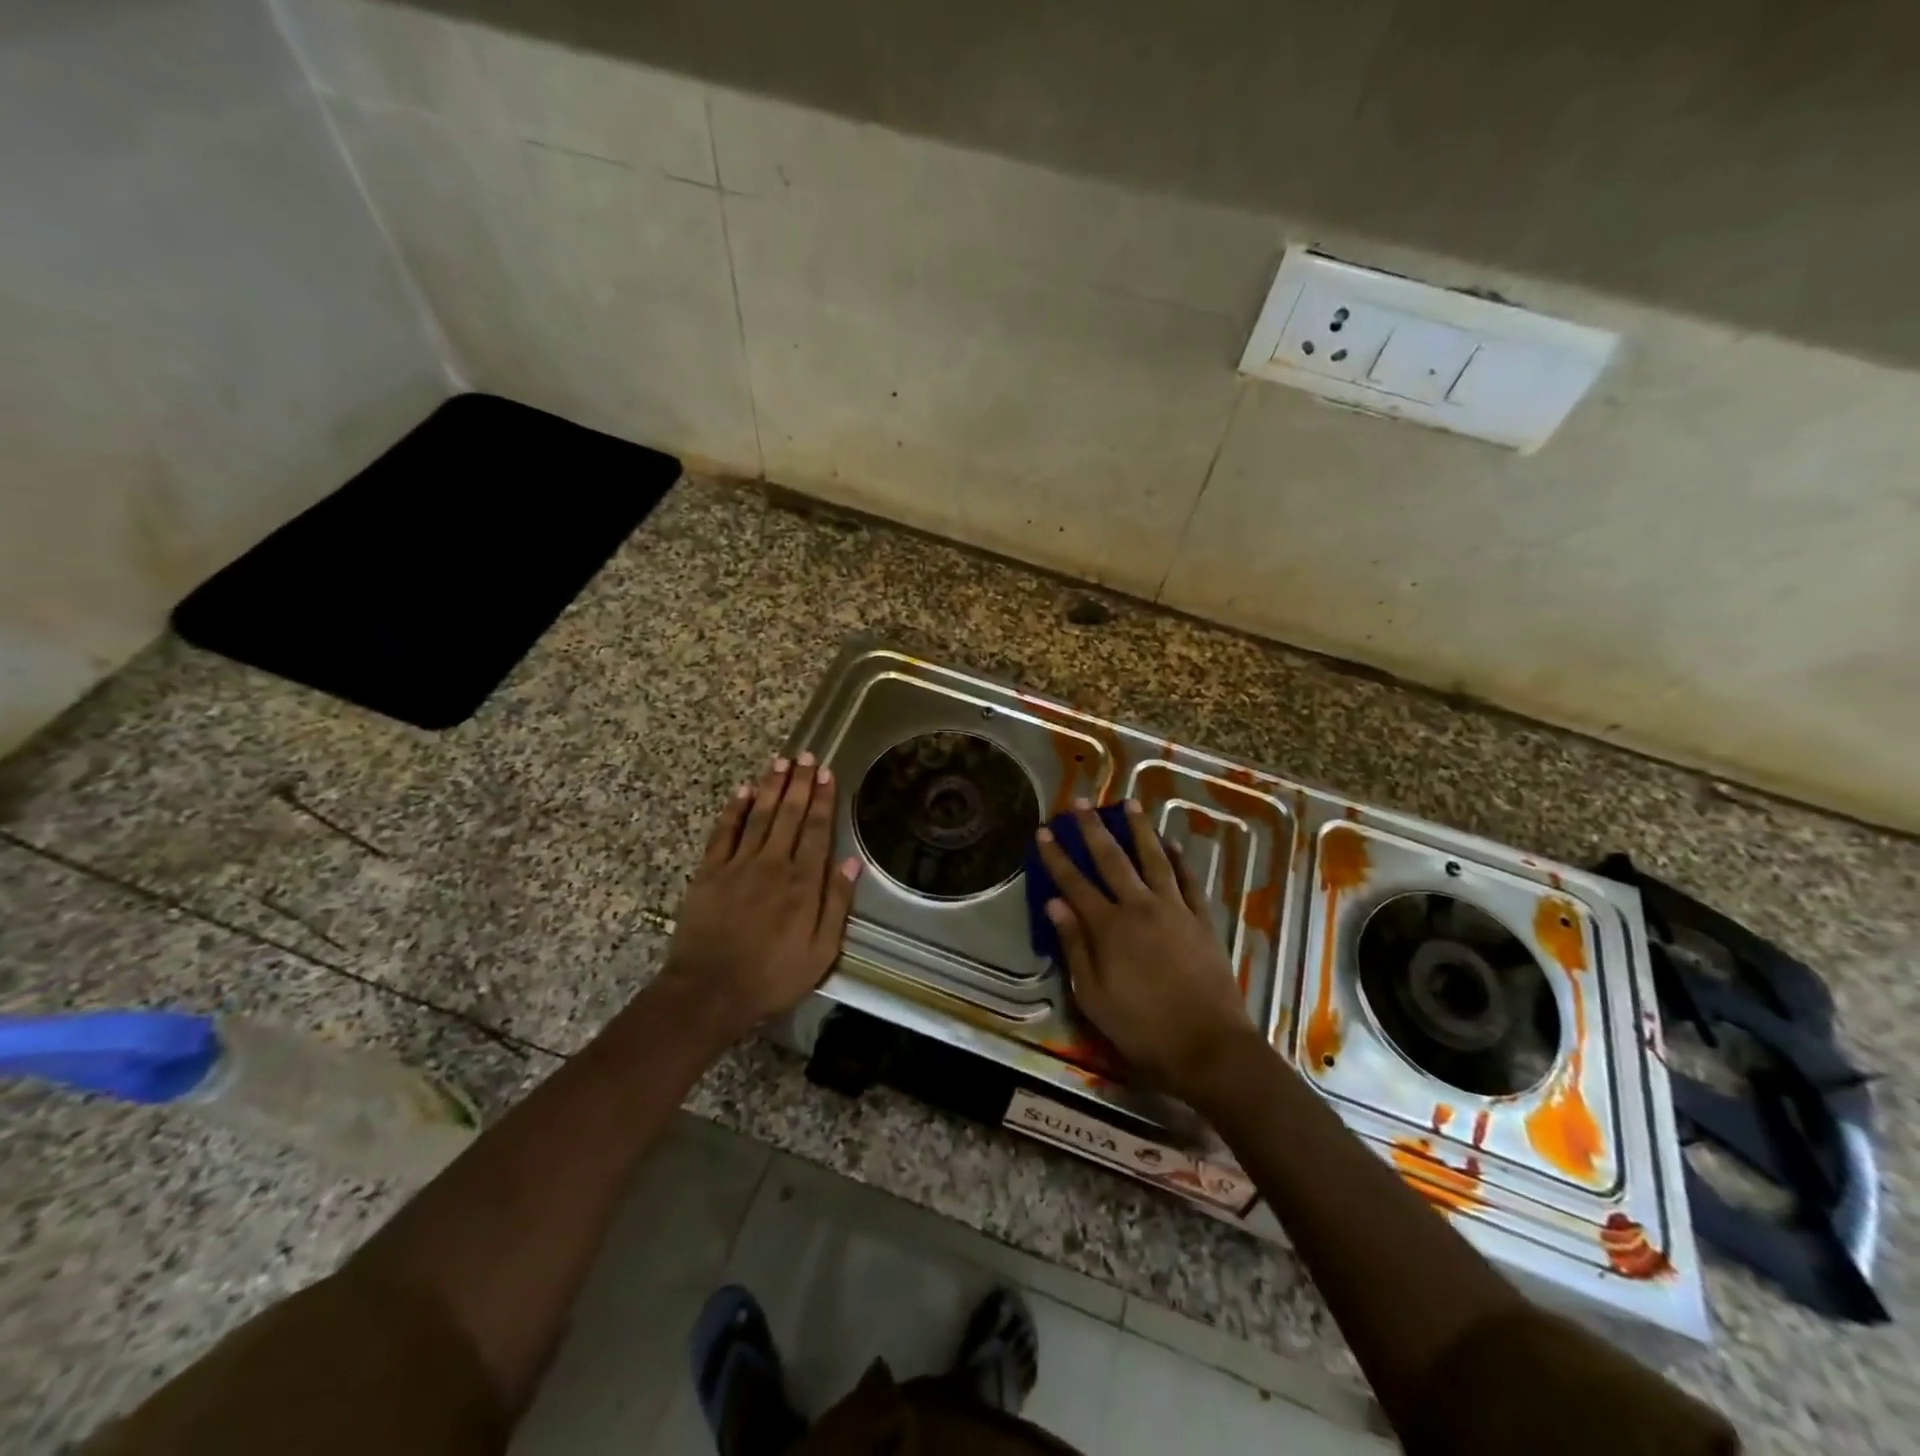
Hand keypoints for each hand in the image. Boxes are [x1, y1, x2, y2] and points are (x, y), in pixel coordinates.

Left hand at [658, 753, 861, 1042]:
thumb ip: (836, 904)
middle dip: (800, 783)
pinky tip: (743, 791)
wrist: (709, 992)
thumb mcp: (820, 951)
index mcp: (803, 883)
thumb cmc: (772, 976)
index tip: (827, 774)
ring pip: (759, 816)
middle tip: (807, 755)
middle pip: (790, 815)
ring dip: (771, 787)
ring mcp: (738, 865)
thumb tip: (851, 863)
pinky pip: (724, 832)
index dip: (823, 800)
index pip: (817, 830)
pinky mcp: (709, 872)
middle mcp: (773, 864)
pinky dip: (734, 809)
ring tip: (781, 762)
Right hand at [1035, 800, 1255, 1097]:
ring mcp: (1174, 910)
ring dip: (1140, 829)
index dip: (1057, 856)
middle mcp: (1140, 908)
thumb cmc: (1142, 1027)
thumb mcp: (1093, 996)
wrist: (1209, 1045)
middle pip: (1112, 860)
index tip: (1044, 831)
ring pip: (1153, 859)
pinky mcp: (1202, 920)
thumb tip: (1054, 904)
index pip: (1075, 883)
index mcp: (1109, 928)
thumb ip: (1074, 947)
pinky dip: (1178, 859)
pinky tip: (1170, 844)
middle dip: (1093, 829)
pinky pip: (1188, 880)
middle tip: (1080, 802)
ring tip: (1129, 803)